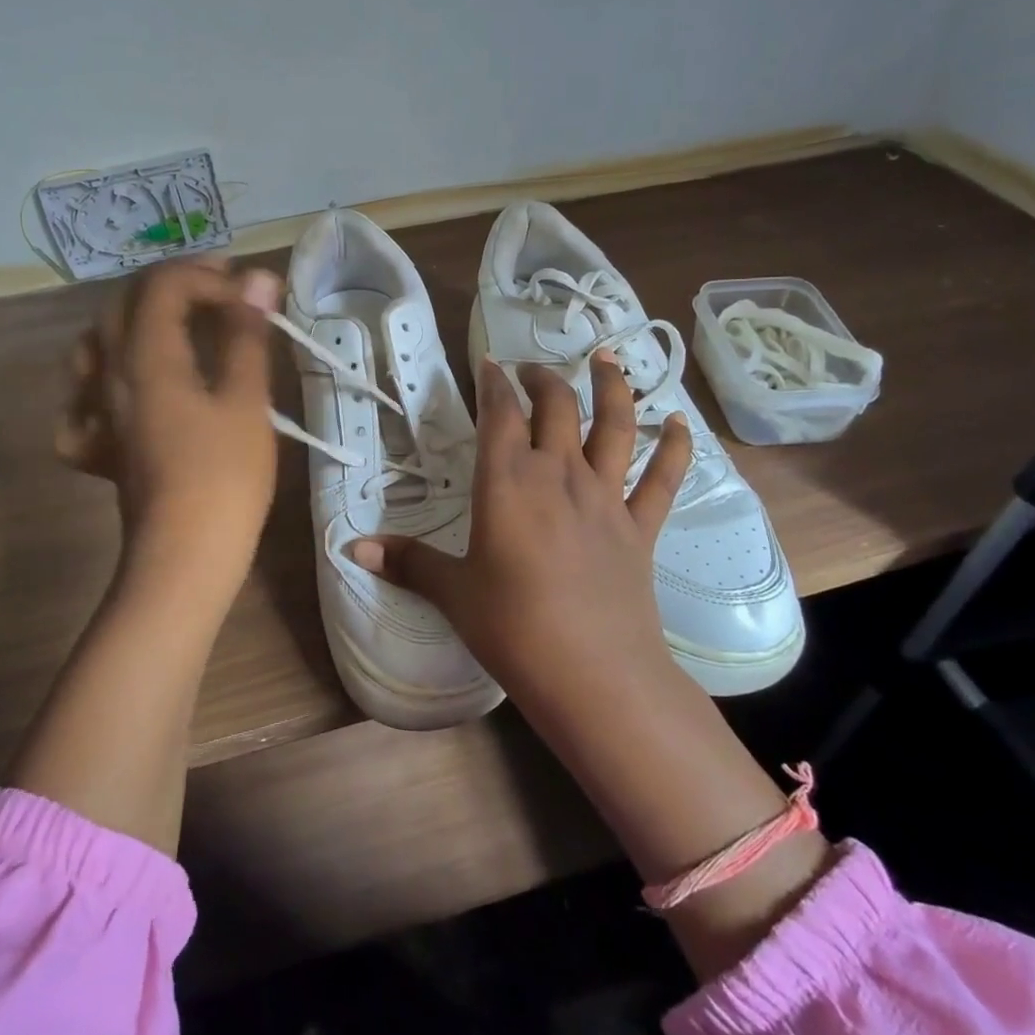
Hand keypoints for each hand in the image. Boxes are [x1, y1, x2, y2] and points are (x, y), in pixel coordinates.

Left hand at [57, 257, 281, 595]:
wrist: (183, 555)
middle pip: (125, 304)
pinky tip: (125, 395)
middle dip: (175, 286)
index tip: (250, 296)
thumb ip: (247, 334)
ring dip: (135, 322)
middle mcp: (109, 374)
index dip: (209, 277)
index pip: (164, 285)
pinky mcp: (98, 446)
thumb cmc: (224, 476)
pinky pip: (83, 400)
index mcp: (146, 355)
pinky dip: (103, 383)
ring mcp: (96, 412)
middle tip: (222, 293)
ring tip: (174, 328)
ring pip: (95, 344)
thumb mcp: (246, 400)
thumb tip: (258, 278)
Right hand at [349, 351, 692, 707]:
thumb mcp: (453, 593)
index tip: (488, 362)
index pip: (500, 413)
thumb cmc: (512, 627)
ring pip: (615, 426)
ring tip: (607, 360)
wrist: (593, 673)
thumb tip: (354, 547)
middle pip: (556, 407)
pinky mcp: (641, 527)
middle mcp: (559, 474)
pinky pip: (663, 479)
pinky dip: (675, 448)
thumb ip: (407, 562)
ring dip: (612, 389)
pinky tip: (681, 424)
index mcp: (508, 481)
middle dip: (542, 380)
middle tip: (530, 372)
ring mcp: (606, 497)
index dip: (493, 382)